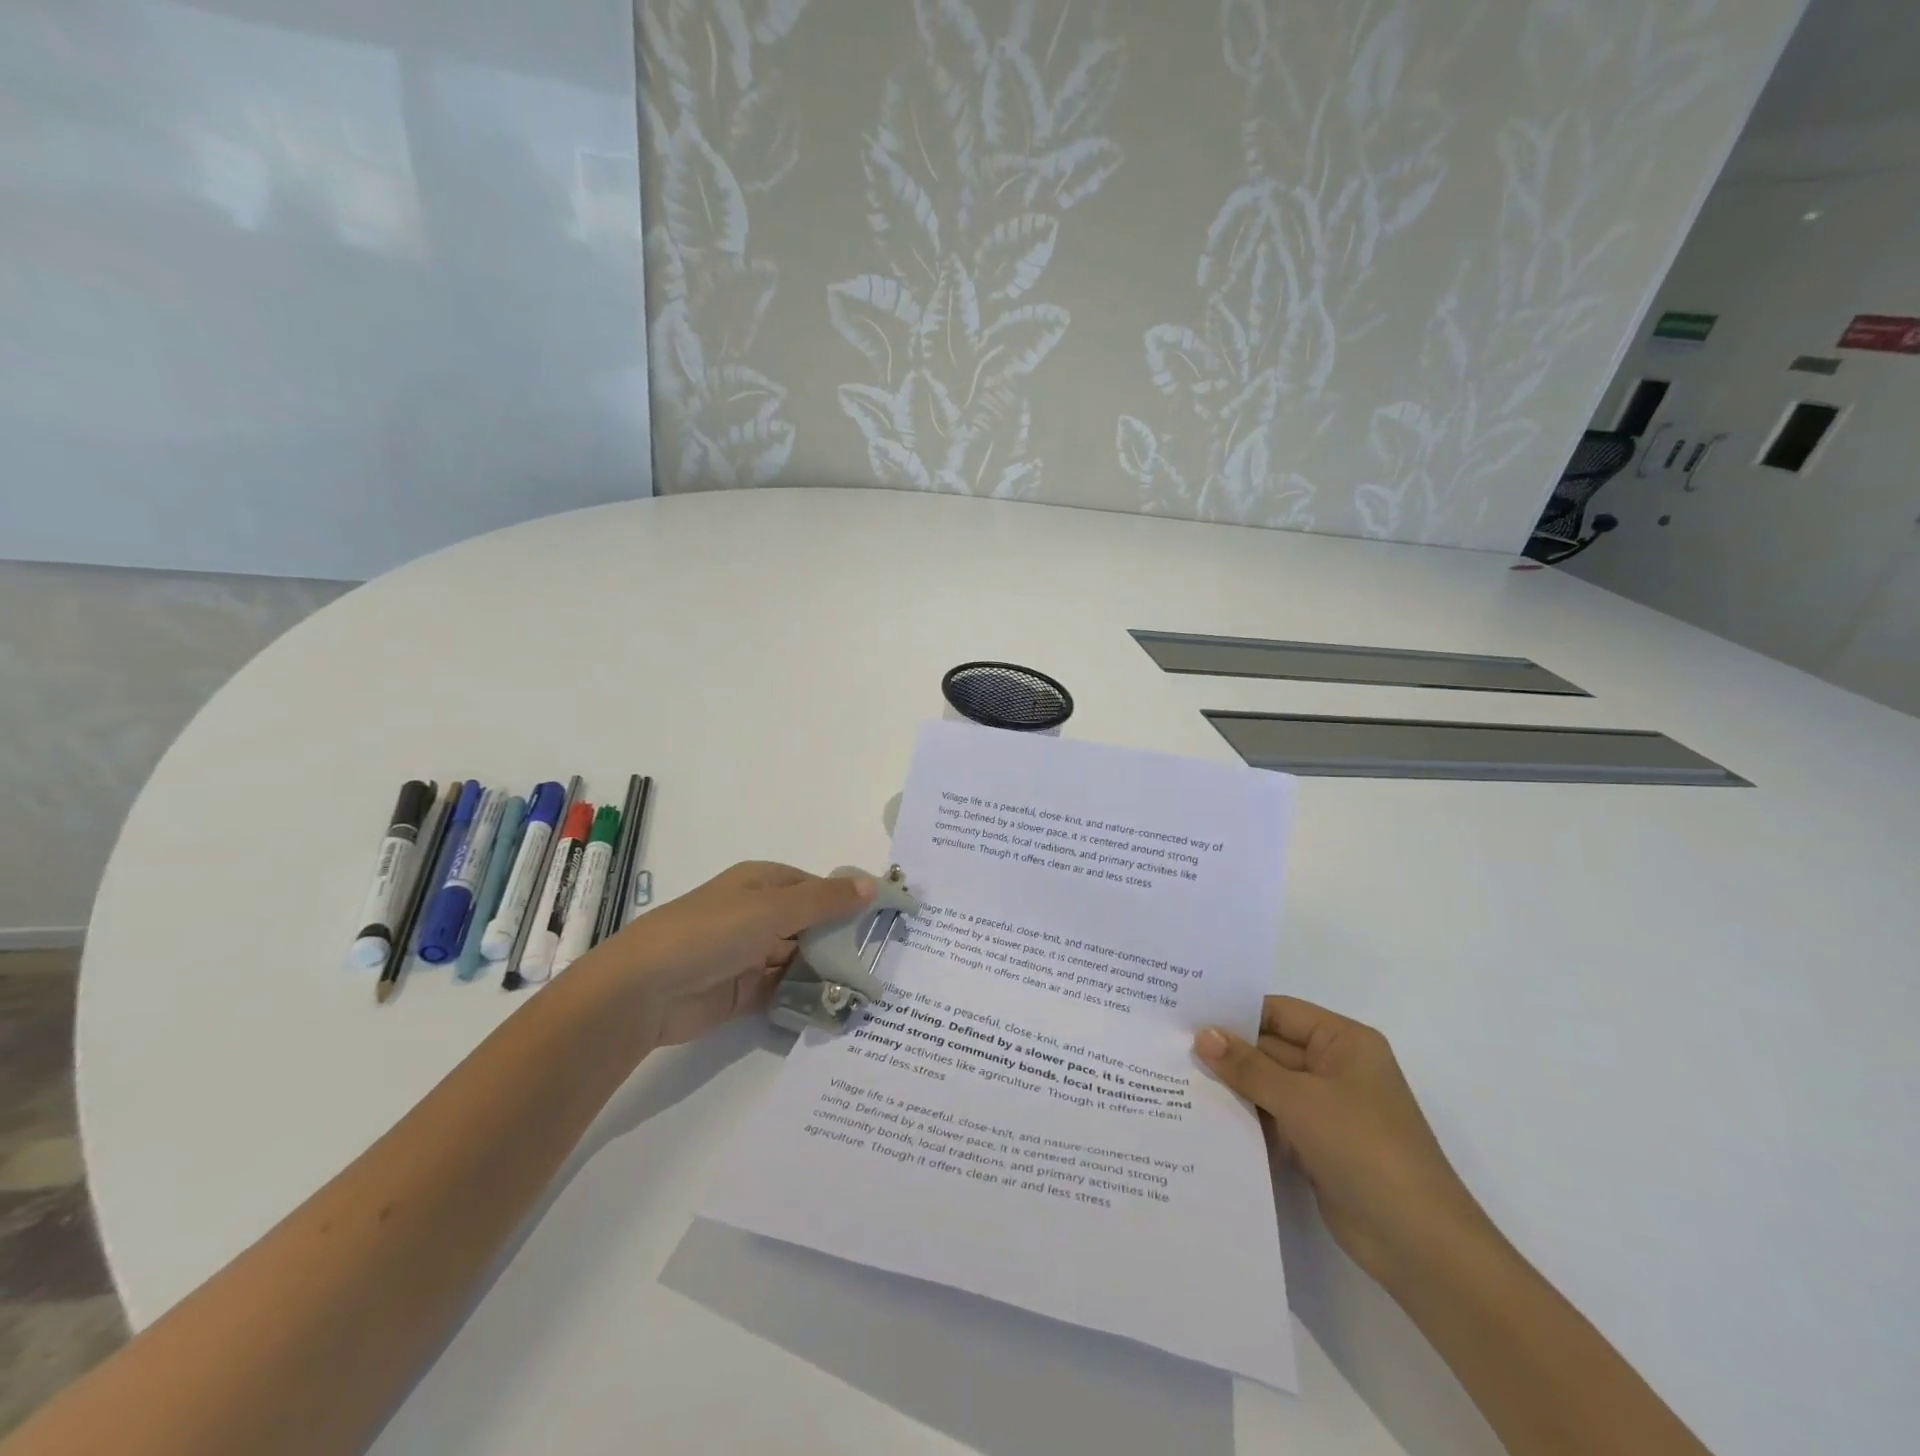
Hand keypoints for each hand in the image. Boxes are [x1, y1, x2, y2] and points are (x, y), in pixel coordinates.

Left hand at [582, 862, 874, 1046]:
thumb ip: (825, 900)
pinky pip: (785, 989)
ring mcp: (749, 954)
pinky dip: (807, 995)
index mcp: (762, 883)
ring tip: (870, 986)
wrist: (644, 989)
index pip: (815, 886)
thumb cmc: (711, 932)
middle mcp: (757, 914)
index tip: (885, 918)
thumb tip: (874, 884)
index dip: (848, 899)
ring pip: (799, 958)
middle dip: (841, 938)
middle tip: (886, 958)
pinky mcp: (743, 991)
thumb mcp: (773, 909)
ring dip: (827, 970)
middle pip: (810, 923)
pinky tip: (838, 1005)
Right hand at [1195, 997, 1491, 1286]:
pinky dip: (1244, 1118)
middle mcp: (1335, 1068)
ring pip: (1267, 1086)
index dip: (1233, 1011)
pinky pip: (1272, 1119)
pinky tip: (1201, 1116)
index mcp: (1343, 1042)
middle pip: (1269, 1048)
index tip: (1183, 1011)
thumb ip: (1248, 1066)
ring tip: (1173, 1077)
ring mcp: (1326, 1109)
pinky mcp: (1316, 1145)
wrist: (1420, 1246)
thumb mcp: (1301, 1100)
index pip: (1277, 1012)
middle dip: (1226, 1051)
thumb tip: (1203, 1034)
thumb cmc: (1365, 1150)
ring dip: (1230, 1086)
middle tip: (1168, 1045)